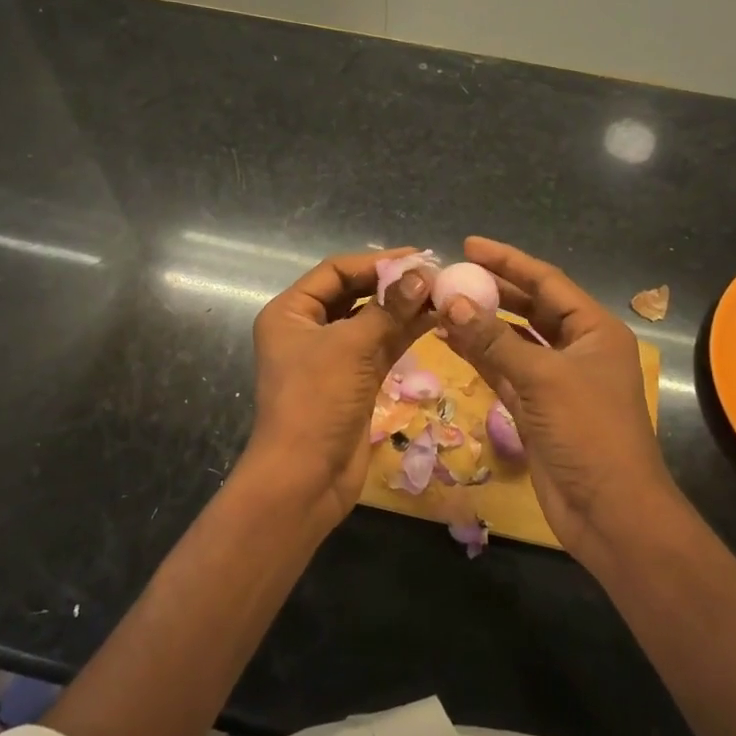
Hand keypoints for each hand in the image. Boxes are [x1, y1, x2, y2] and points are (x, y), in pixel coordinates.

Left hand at [246, 249, 436, 527]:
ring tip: (443, 295)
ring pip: (371, 320)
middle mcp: (308, 328)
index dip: (376, 261)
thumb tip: (423, 274)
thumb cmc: (316, 401)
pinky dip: (405, 333)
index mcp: (291, 312)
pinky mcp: (354, 380)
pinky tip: (435, 320)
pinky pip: (381, 346)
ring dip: (404, 308)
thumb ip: (388, 308)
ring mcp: (332, 356)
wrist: (305, 477)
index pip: (335, 271)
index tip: (419, 258)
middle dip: (393, 284)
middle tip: (436, 275)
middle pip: (354, 293)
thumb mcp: (351, 347)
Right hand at [438, 236, 681, 565]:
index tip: (469, 245)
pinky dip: (478, 356)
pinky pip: (503, 370)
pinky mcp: (535, 408)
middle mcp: (576, 348)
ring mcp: (554, 380)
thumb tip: (451, 302)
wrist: (609, 511)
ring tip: (440, 303)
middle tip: (449, 274)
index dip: (508, 261)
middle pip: (529, 307)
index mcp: (594, 330)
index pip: (547, 282)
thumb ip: (495, 339)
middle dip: (491, 290)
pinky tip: (448, 340)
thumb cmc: (589, 433)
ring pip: (512, 340)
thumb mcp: (543, 378)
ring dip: (480, 323)